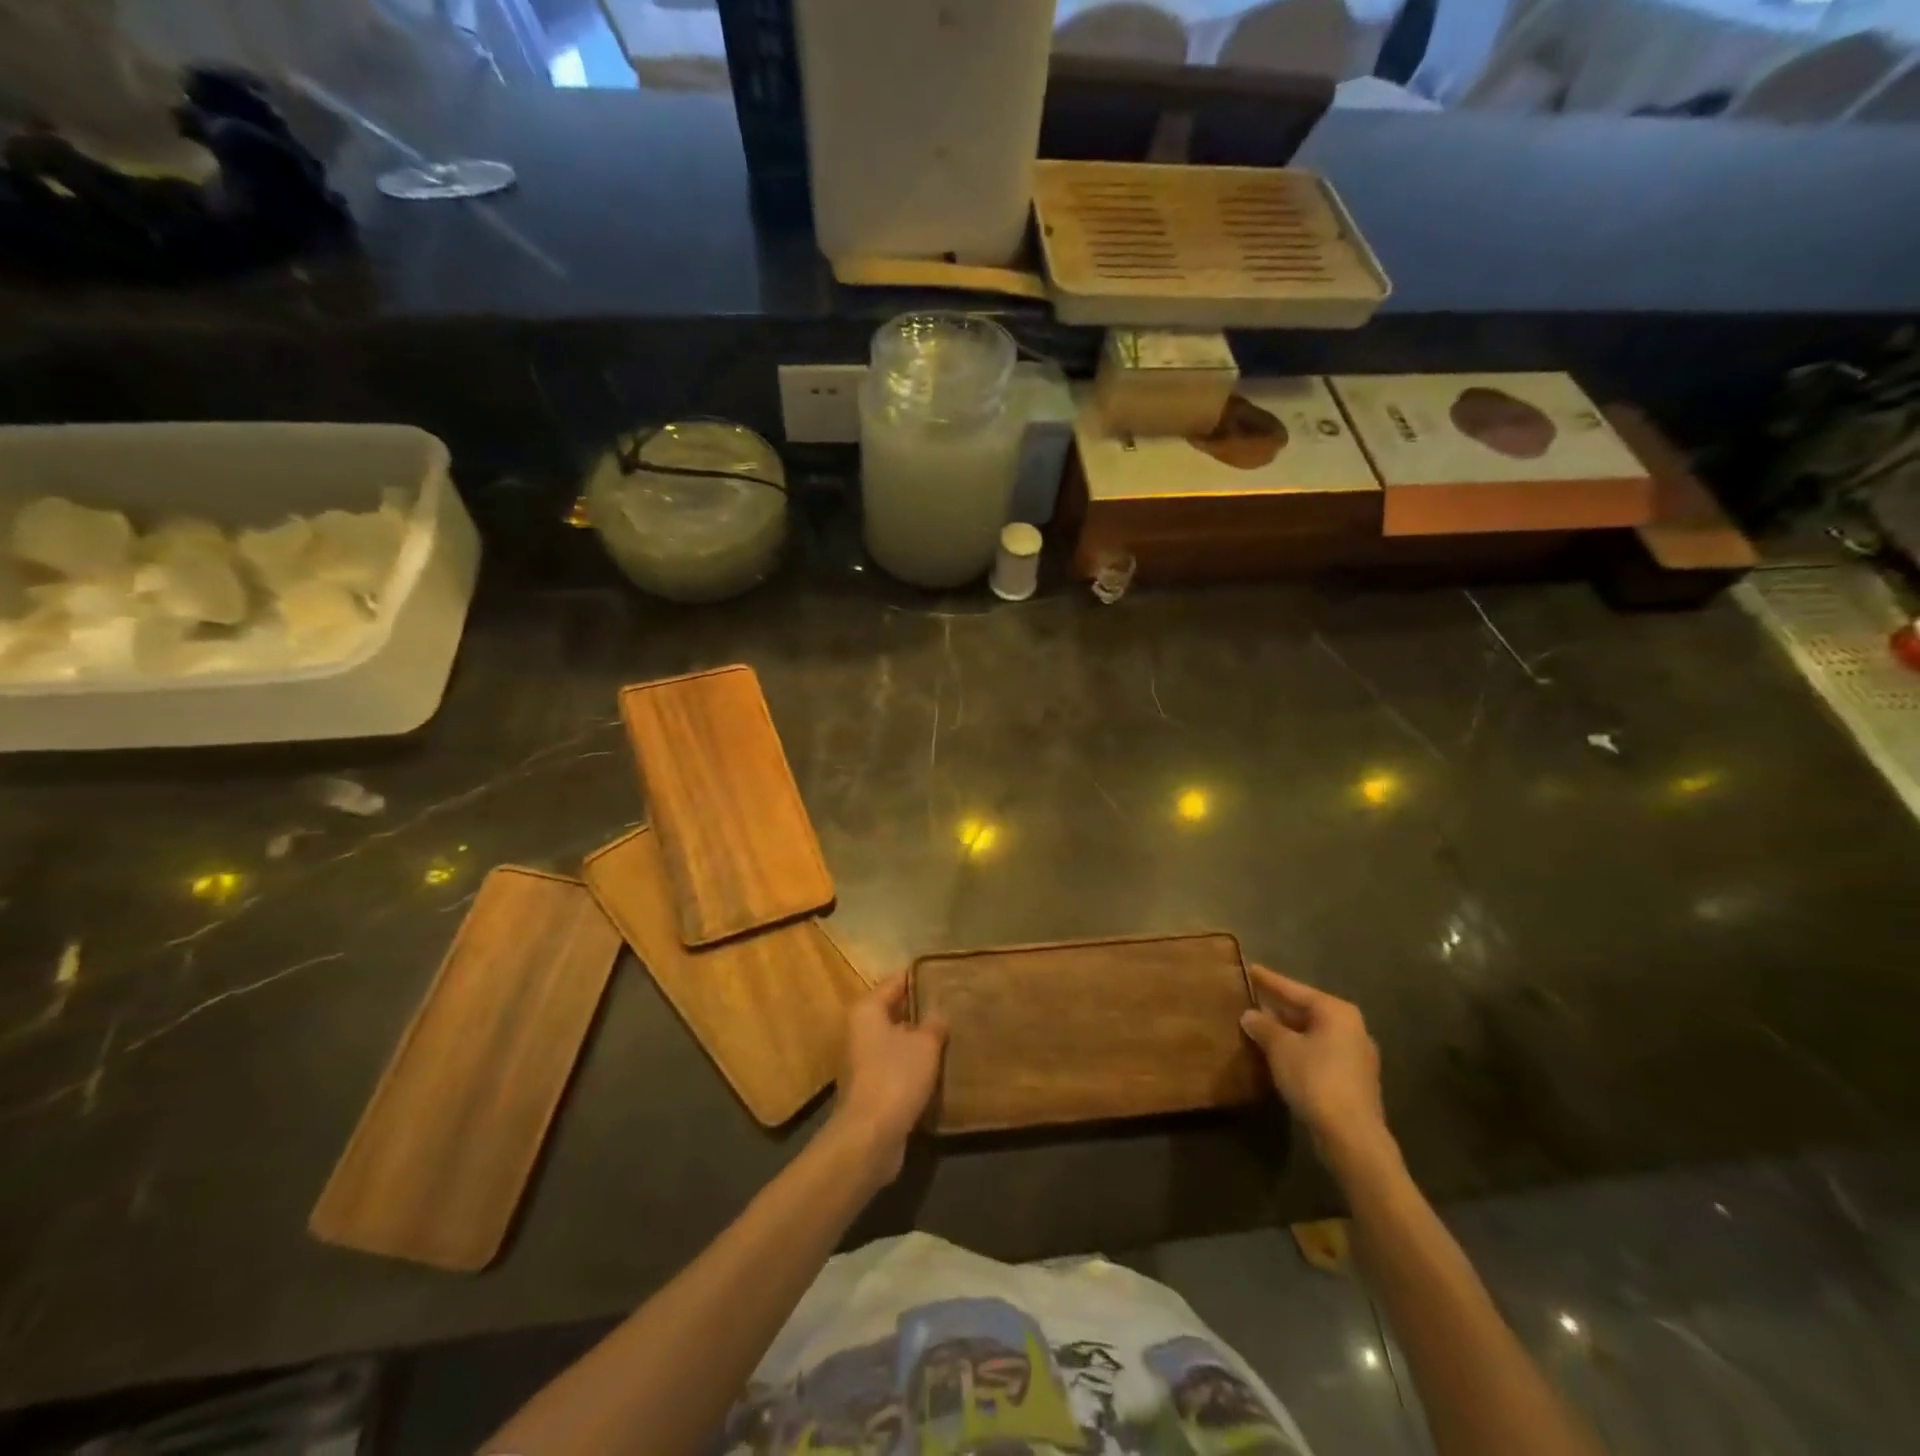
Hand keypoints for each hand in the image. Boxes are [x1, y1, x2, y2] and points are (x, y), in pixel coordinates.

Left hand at [829, 973, 946, 1184]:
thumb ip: (934, 1024)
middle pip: (894, 1010)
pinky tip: (938, 1067)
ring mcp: (863, 1061)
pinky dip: (914, 1064)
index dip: (920, 976)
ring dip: (918, 1039)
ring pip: (896, 1040)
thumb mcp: (924, 1044)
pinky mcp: (870, 1088)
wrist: (870, 1137)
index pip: (895, 981)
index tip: (945, 973)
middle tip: (953, 1004)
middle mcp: (860, 1030)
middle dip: (921, 1009)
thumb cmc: (896, 1077)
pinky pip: (896, 1065)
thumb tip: (938, 1013)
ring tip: (951, 1034)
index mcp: (868, 1010)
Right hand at [1241, 965, 1395, 1177]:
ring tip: (1259, 1027)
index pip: (1295, 989)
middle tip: (1251, 999)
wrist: (1352, 1136)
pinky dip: (1299, 1050)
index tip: (1249, 968)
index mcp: (1336, 1012)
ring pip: (1313, 1034)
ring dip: (1287, 1031)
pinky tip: (1279, 1056)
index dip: (1269, 980)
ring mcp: (1356, 1056)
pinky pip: (1319, 1053)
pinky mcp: (1354, 1081)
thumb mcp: (1280, 1048)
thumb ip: (1263, 1026)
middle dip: (1278, 1007)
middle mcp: (1352, 1028)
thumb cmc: (1315, 1079)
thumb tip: (1250, 1015)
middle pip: (1307, 1010)